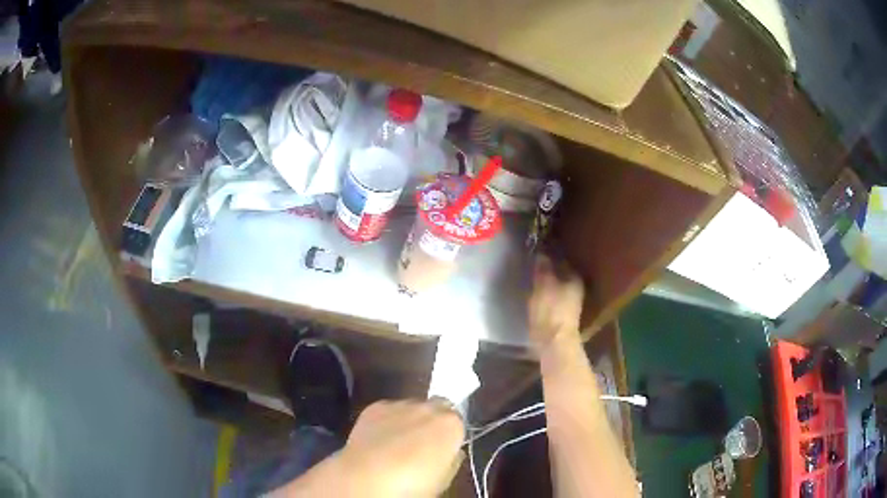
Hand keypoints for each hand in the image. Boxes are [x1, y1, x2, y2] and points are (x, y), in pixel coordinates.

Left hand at [338, 400, 464, 496]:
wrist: (368, 478)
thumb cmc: (413, 485)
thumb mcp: (444, 480)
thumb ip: (452, 460)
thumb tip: (451, 452)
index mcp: (451, 424)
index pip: (458, 421)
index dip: (450, 435)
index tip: (443, 449)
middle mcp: (428, 408)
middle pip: (436, 408)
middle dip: (432, 422)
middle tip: (423, 444)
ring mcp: (400, 405)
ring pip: (411, 408)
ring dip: (409, 420)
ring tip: (397, 443)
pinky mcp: (375, 407)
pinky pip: (388, 411)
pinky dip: (387, 421)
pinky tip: (380, 439)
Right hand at [528, 254, 583, 350]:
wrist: (553, 343)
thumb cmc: (551, 310)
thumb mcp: (543, 284)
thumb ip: (543, 268)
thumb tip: (541, 254)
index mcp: (575, 278)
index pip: (562, 260)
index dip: (550, 255)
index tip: (537, 252)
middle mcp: (576, 289)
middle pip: (560, 274)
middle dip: (548, 269)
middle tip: (531, 263)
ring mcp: (569, 304)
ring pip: (555, 286)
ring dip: (545, 282)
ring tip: (530, 277)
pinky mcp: (560, 316)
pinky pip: (551, 298)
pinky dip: (543, 295)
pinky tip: (533, 294)